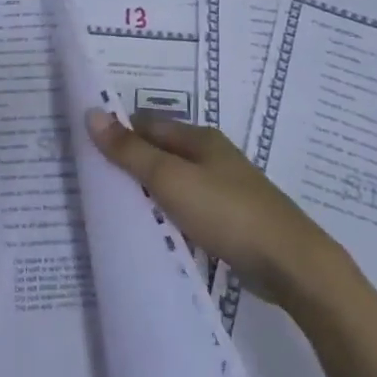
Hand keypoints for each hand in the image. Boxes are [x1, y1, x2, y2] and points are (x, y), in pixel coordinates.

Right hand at [86, 110, 350, 312]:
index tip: (86, 152)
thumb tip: (92, 113)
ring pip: (175, 183)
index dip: (118, 134)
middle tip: (93, 184)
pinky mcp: (231, 220)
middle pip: (161, 153)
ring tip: (114, 211)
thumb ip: (131, 151)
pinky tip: (153, 233)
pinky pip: (188, 210)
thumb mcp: (171, 179)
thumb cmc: (227, 212)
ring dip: (149, 194)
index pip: (147, 125)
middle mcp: (212, 156)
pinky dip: (169, 216)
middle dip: (130, 165)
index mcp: (199, 138)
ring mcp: (224, 189)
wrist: (291, 263)